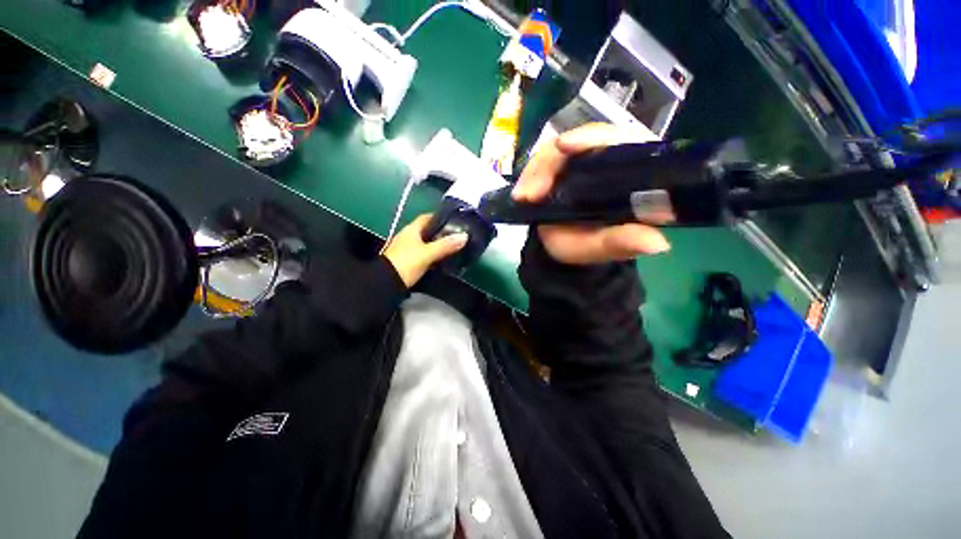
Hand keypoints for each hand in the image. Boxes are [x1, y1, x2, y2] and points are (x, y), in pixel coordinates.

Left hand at [382, 214, 468, 287]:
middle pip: (427, 231)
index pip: (426, 218)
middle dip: (440, 233)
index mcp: (411, 230)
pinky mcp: (406, 262)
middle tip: (456, 238)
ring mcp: (406, 250)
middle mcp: (407, 237)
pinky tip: (441, 261)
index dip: (439, 217)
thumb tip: (464, 236)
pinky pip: (422, 255)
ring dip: (436, 246)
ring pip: (425, 244)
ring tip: (452, 249)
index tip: (453, 221)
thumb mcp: (428, 253)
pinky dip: (432, 256)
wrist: (386, 284)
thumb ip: (446, 245)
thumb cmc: (406, 263)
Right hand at [512, 123, 670, 264]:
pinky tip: (521, 195)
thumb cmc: (586, 246)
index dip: (596, 138)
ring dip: (536, 172)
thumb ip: (623, 244)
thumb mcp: (602, 248)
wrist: (564, 247)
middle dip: (553, 162)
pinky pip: (543, 161)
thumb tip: (659, 243)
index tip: (566, 147)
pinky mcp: (561, 166)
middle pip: (585, 139)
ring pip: (558, 149)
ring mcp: (581, 160)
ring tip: (522, 198)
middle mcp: (609, 159)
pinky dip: (530, 176)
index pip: (623, 140)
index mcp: (632, 173)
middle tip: (531, 193)